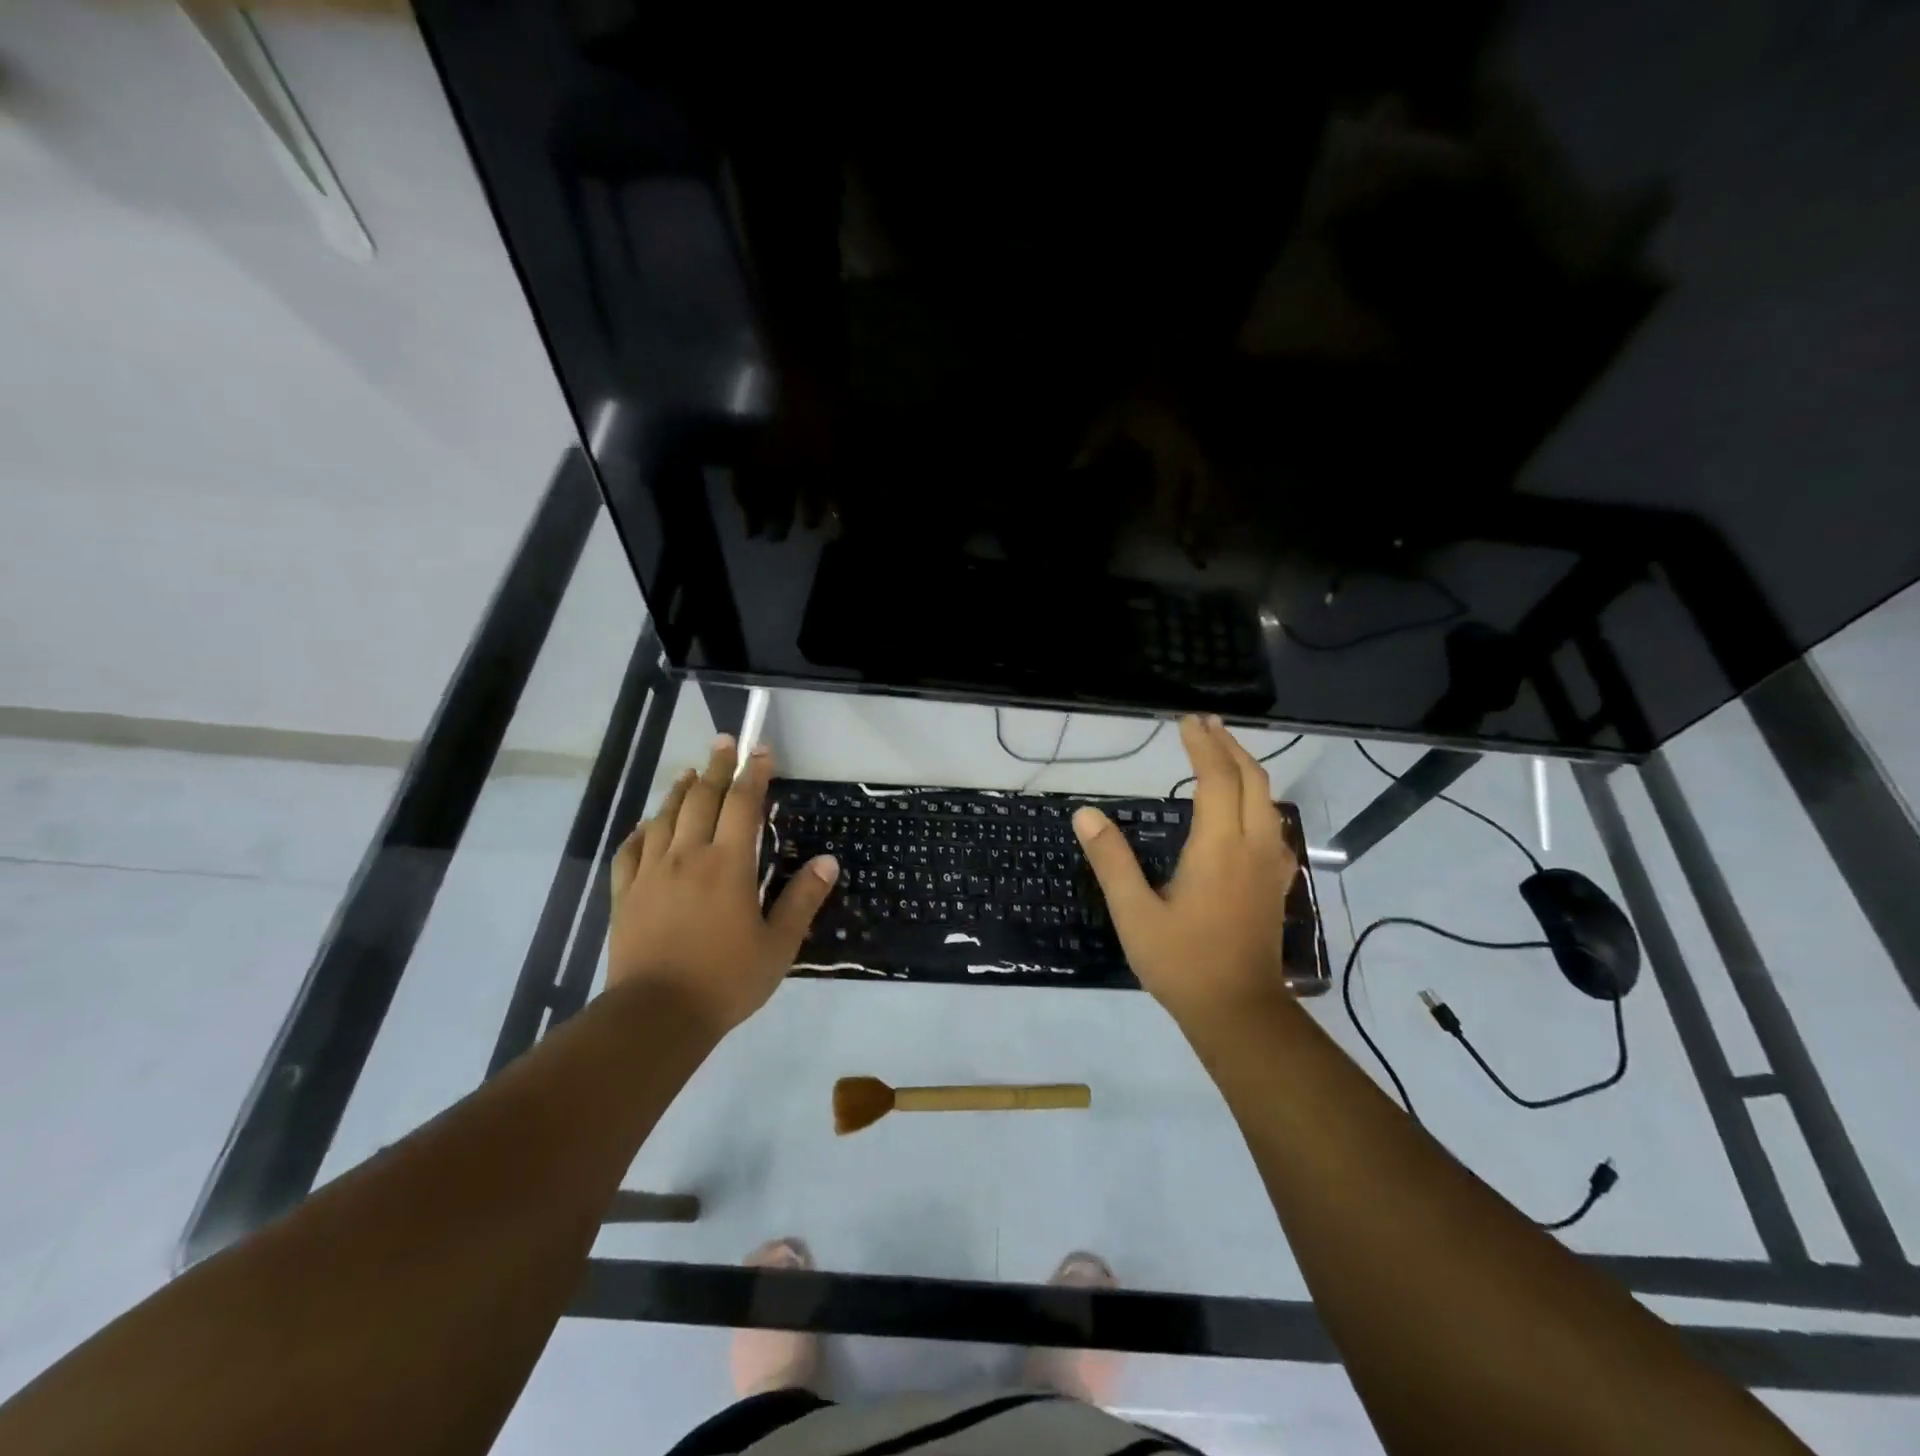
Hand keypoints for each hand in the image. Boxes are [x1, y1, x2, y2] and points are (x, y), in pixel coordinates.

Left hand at [607, 737, 838, 1032]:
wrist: (657, 1015)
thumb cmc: (726, 980)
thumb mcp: (779, 944)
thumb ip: (802, 899)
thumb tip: (827, 862)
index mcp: (728, 864)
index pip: (743, 804)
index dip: (754, 773)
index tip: (760, 750)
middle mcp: (688, 856)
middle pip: (702, 799)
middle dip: (717, 767)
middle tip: (724, 742)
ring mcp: (651, 873)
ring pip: (664, 818)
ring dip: (679, 791)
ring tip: (690, 773)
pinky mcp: (625, 894)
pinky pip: (630, 851)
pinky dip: (640, 831)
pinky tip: (645, 825)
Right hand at [1073, 716, 1298, 1024]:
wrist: (1238, 1012)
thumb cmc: (1182, 962)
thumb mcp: (1134, 913)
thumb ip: (1111, 860)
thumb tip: (1086, 814)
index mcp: (1218, 848)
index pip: (1216, 779)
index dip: (1202, 746)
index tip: (1186, 722)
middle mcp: (1252, 847)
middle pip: (1251, 780)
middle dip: (1229, 746)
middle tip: (1205, 725)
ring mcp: (1269, 866)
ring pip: (1268, 800)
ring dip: (1246, 769)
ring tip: (1222, 754)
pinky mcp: (1275, 883)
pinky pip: (1272, 825)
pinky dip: (1257, 799)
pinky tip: (1243, 809)